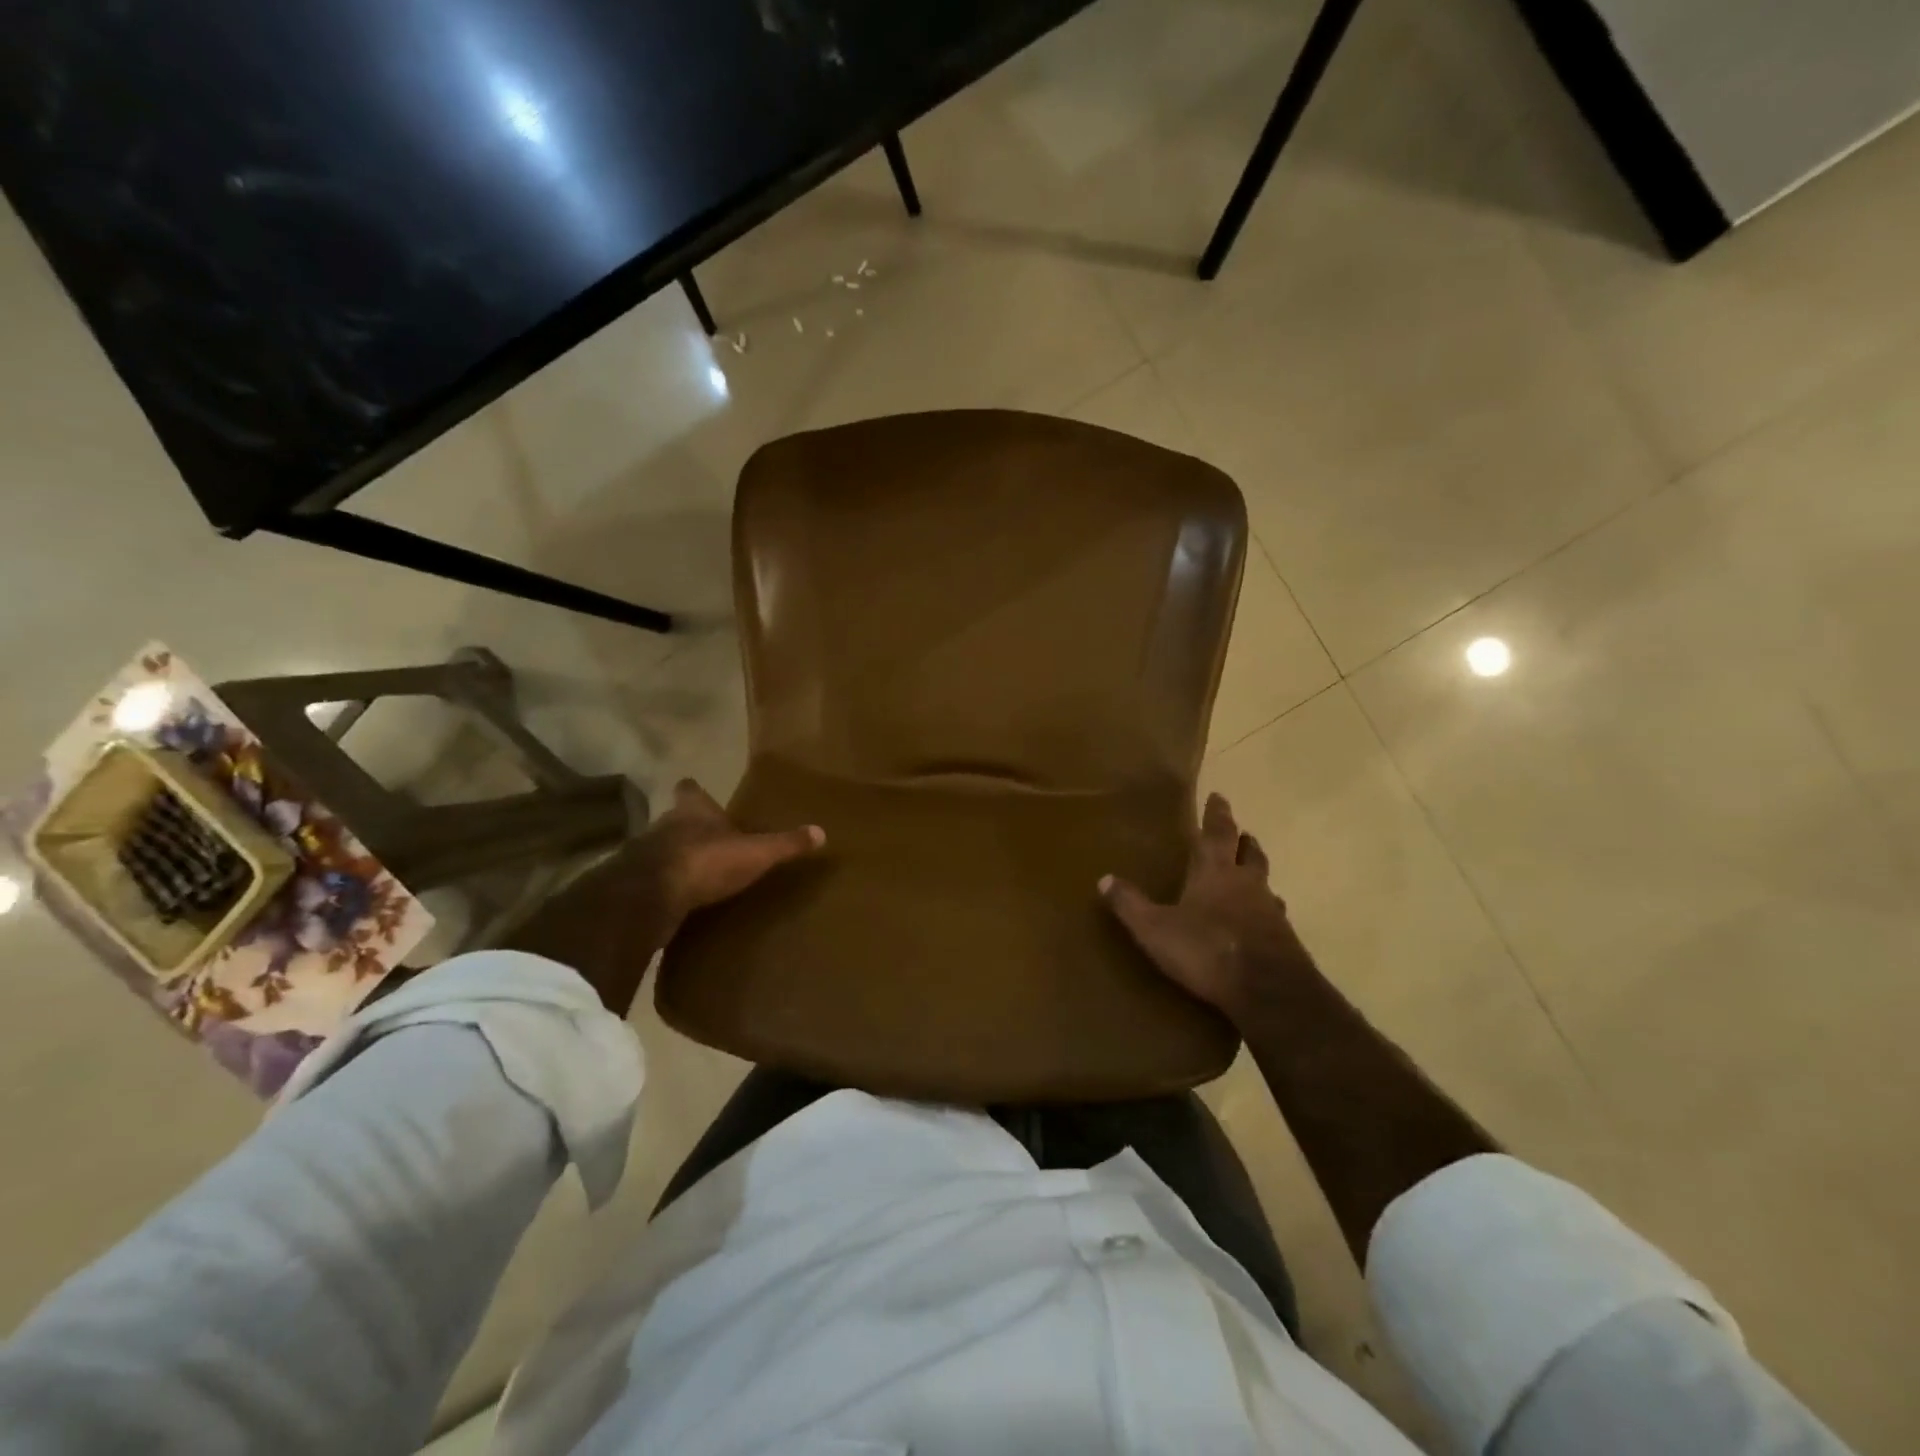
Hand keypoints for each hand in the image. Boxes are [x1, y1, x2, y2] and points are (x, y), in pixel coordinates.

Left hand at [642, 779, 825, 934]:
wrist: (650, 896)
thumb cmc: (706, 861)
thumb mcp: (756, 852)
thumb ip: (786, 844)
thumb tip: (821, 832)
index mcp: (693, 810)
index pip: (690, 790)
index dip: (694, 791)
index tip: (697, 792)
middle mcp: (665, 825)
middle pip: (676, 819)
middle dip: (691, 828)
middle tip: (710, 838)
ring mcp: (645, 854)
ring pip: (662, 848)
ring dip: (677, 857)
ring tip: (698, 872)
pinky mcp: (635, 885)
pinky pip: (654, 881)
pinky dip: (666, 887)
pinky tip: (680, 899)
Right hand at [1100, 793, 1314, 1024]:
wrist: (1268, 991)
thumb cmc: (1207, 950)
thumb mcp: (1155, 929)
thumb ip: (1130, 904)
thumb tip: (1104, 879)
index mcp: (1215, 872)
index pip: (1217, 833)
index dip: (1217, 814)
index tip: (1219, 797)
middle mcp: (1247, 884)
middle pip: (1249, 853)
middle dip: (1243, 841)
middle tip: (1241, 834)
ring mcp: (1270, 911)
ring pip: (1265, 883)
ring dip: (1257, 875)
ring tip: (1251, 876)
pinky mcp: (1285, 940)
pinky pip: (1274, 915)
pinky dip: (1266, 911)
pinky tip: (1261, 922)